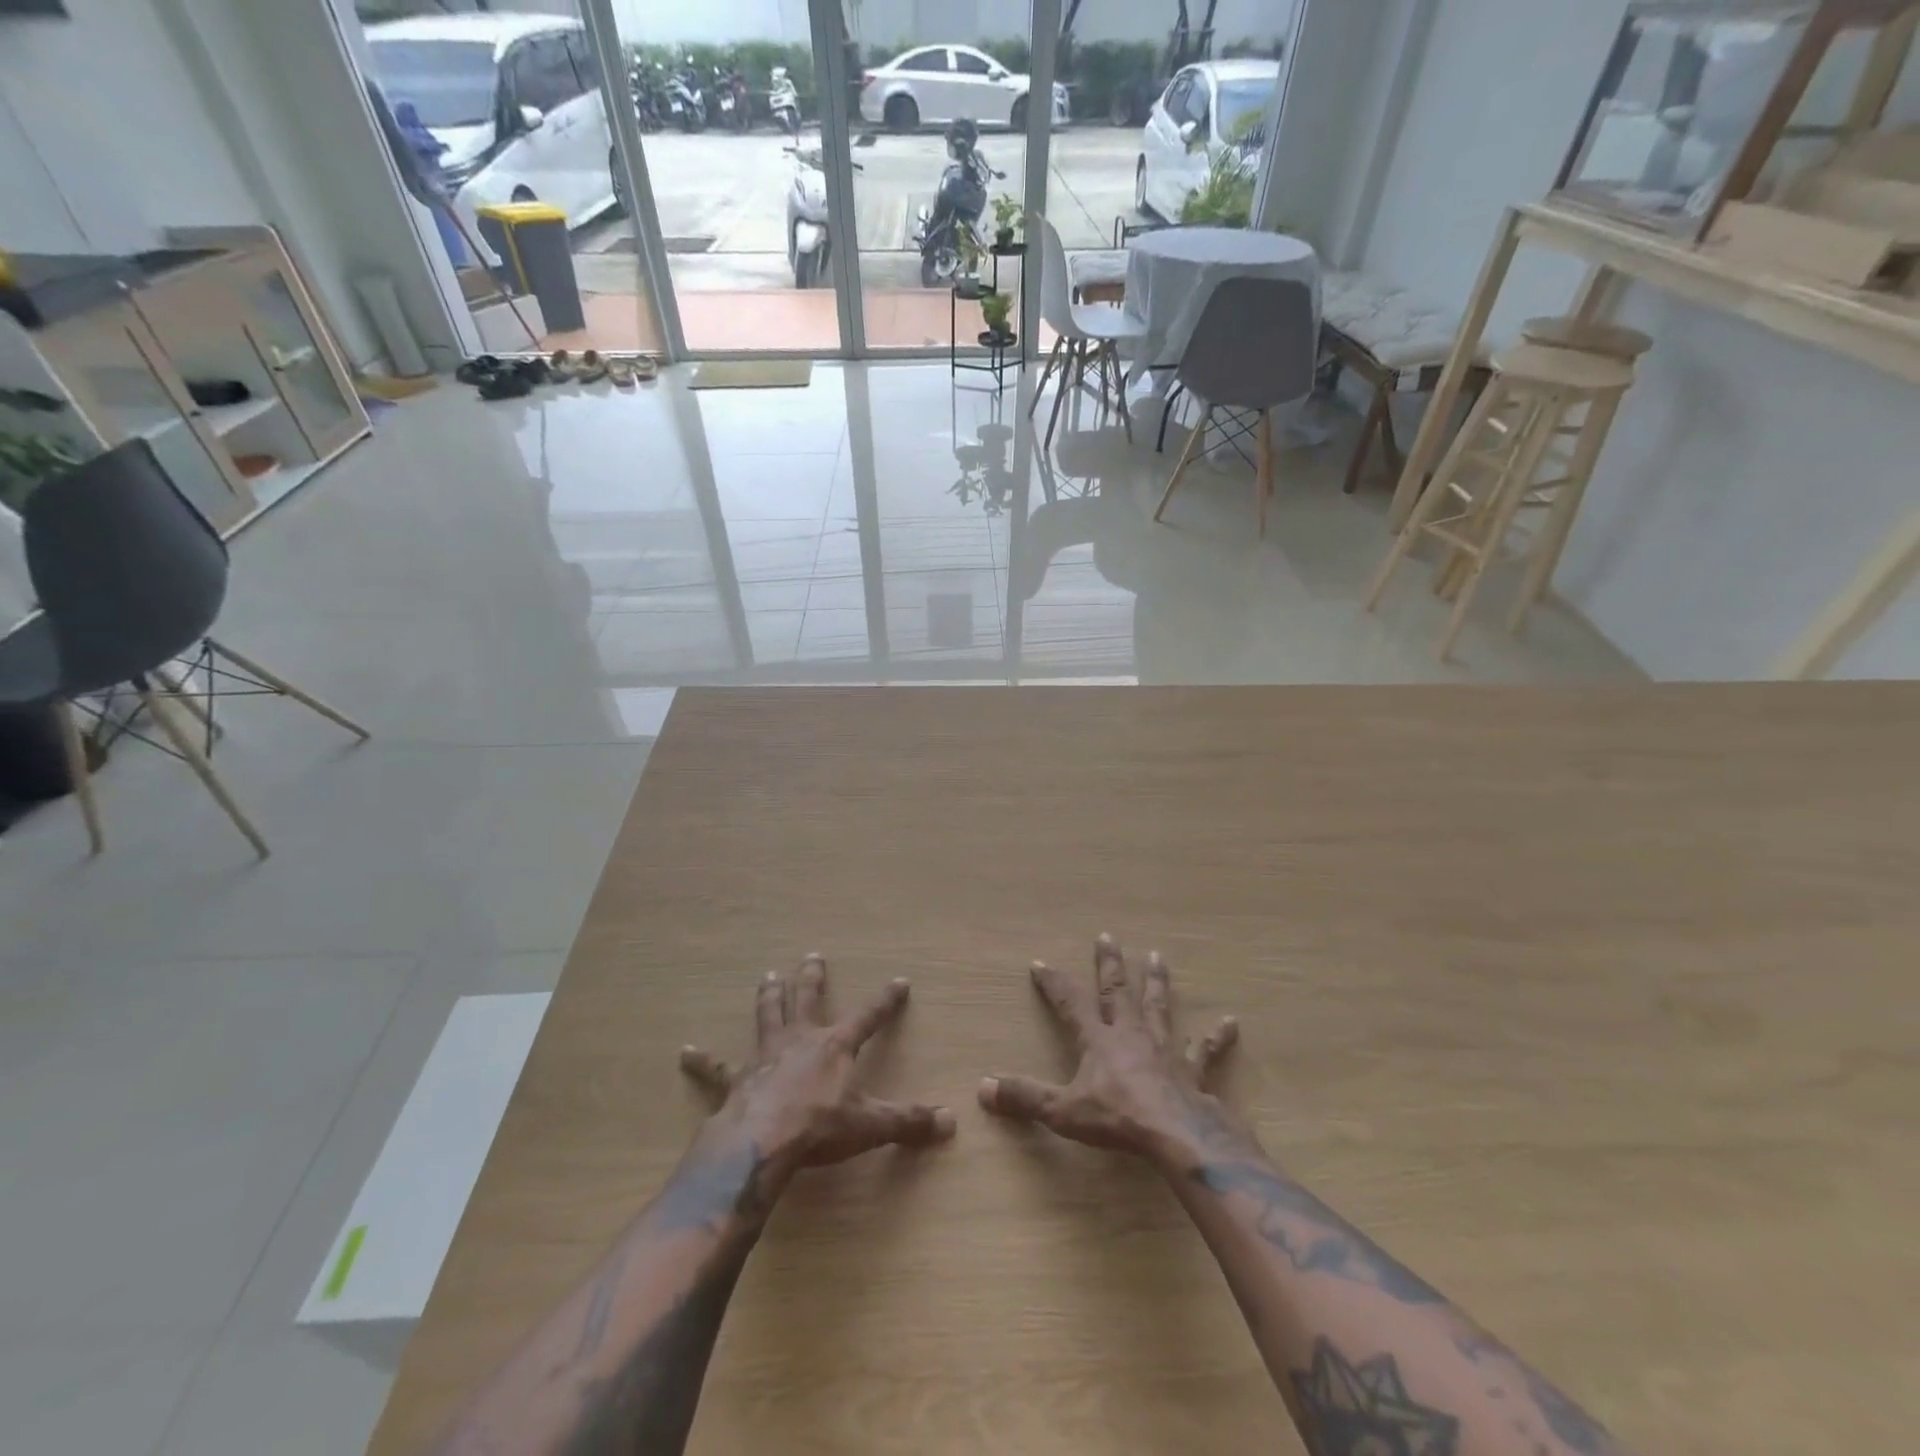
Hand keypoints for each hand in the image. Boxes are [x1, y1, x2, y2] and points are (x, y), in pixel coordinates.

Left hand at [681, 955, 955, 1188]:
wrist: (762, 1143)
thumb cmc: (820, 1128)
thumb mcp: (871, 1125)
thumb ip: (908, 1122)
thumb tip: (949, 1123)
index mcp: (835, 1046)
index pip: (869, 1016)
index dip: (885, 1000)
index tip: (899, 981)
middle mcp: (801, 1040)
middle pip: (807, 1000)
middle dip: (812, 978)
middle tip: (811, 956)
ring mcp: (765, 1056)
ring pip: (767, 1016)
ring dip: (769, 996)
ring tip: (768, 975)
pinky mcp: (737, 1080)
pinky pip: (717, 1068)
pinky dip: (702, 1061)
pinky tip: (685, 1052)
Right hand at [979, 934, 1243, 1162]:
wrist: (1176, 1135)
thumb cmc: (1117, 1119)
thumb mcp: (1062, 1111)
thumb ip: (1024, 1097)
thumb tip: (983, 1088)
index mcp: (1098, 1040)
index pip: (1070, 1003)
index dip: (1054, 983)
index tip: (1040, 962)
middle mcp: (1130, 1034)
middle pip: (1117, 991)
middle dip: (1109, 964)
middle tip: (1107, 935)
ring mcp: (1164, 1049)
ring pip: (1159, 1008)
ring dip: (1156, 983)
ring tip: (1158, 957)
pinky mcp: (1193, 1071)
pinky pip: (1205, 1052)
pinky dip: (1215, 1038)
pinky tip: (1230, 1023)